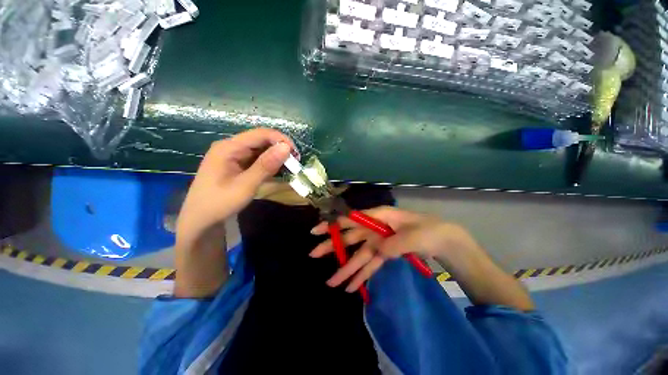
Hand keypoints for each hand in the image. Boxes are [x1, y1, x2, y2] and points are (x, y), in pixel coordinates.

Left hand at [176, 128, 294, 246]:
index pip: (260, 134)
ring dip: (276, 156)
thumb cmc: (220, 203)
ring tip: (289, 167)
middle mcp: (230, 147)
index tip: (296, 154)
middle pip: (260, 140)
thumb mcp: (245, 185)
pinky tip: (277, 171)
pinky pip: (256, 158)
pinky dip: (269, 163)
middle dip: (279, 148)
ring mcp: (233, 155)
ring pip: (260, 149)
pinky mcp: (236, 164)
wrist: (200, 221)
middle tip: (295, 162)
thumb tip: (286, 147)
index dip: (280, 140)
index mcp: (228, 147)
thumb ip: (266, 165)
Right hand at [309, 206, 479, 292]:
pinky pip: (371, 264)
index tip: (317, 230)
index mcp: (380, 216)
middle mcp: (376, 228)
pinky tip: (352, 287)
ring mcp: (380, 242)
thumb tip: (376, 251)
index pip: (352, 219)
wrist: (446, 241)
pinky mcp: (386, 254)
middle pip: (351, 237)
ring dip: (346, 268)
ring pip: (359, 254)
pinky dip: (362, 275)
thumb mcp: (414, 235)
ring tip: (331, 282)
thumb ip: (393, 243)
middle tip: (313, 254)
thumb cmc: (430, 231)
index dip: (334, 224)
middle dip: (332, 245)